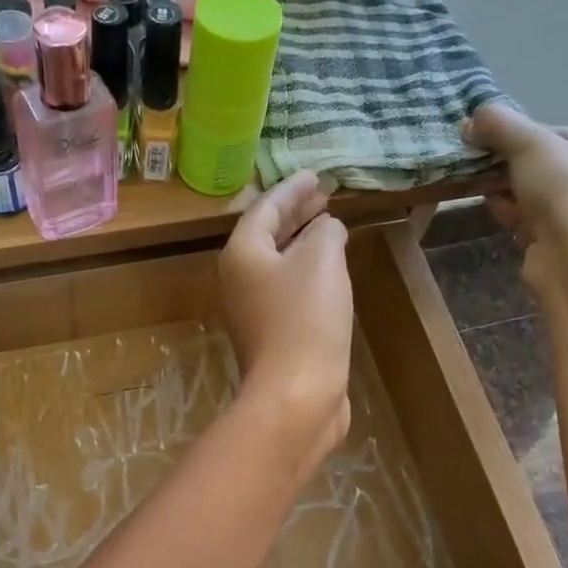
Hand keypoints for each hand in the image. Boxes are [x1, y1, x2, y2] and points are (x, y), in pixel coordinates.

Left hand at [219, 171, 352, 465]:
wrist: (296, 393)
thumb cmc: (305, 318)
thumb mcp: (321, 260)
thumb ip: (325, 232)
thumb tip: (326, 228)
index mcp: (241, 254)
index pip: (265, 208)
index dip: (292, 189)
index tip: (315, 175)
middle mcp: (238, 279)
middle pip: (267, 235)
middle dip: (296, 213)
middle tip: (324, 195)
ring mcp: (252, 310)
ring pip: (278, 263)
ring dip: (302, 242)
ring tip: (329, 224)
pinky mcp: (271, 334)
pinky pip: (288, 288)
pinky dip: (307, 271)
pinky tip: (329, 270)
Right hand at [462, 103, 567, 290]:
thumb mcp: (530, 144)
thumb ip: (500, 124)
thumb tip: (470, 121)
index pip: (556, 134)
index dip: (518, 138)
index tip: (486, 143)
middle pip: (542, 165)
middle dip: (507, 168)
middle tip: (477, 167)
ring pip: (533, 194)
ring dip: (504, 191)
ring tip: (481, 190)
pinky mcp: (565, 243)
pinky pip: (531, 220)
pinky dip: (511, 215)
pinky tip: (496, 213)